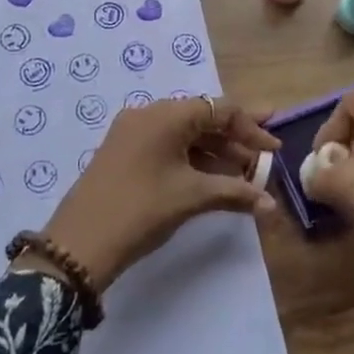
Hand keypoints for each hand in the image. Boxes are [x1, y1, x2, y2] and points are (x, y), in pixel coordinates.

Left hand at [32, 97, 279, 291]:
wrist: (79, 244)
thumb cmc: (141, 210)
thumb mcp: (191, 197)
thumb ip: (235, 193)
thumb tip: (271, 205)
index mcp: (166, 114)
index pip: (220, 109)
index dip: (251, 128)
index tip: (275, 150)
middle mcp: (149, 114)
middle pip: (202, 117)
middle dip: (235, 137)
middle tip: (264, 155)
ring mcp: (132, 132)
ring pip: (184, 133)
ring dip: (215, 150)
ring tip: (243, 173)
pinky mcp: (124, 152)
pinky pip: (167, 145)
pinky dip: (192, 158)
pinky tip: (212, 178)